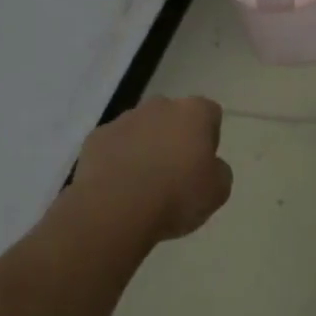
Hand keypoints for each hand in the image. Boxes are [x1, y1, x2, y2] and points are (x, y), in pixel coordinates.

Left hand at [74, 96, 231, 240]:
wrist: (115, 209)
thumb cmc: (176, 196)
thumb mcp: (218, 191)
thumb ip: (219, 171)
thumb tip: (209, 166)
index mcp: (194, 112)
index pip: (209, 114)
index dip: (209, 138)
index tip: (202, 164)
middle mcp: (160, 106)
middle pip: (173, 117)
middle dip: (174, 138)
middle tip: (174, 174)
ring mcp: (124, 120)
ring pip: (141, 129)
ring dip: (144, 148)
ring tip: (142, 186)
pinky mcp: (96, 138)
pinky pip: (113, 146)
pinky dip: (117, 160)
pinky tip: (118, 188)